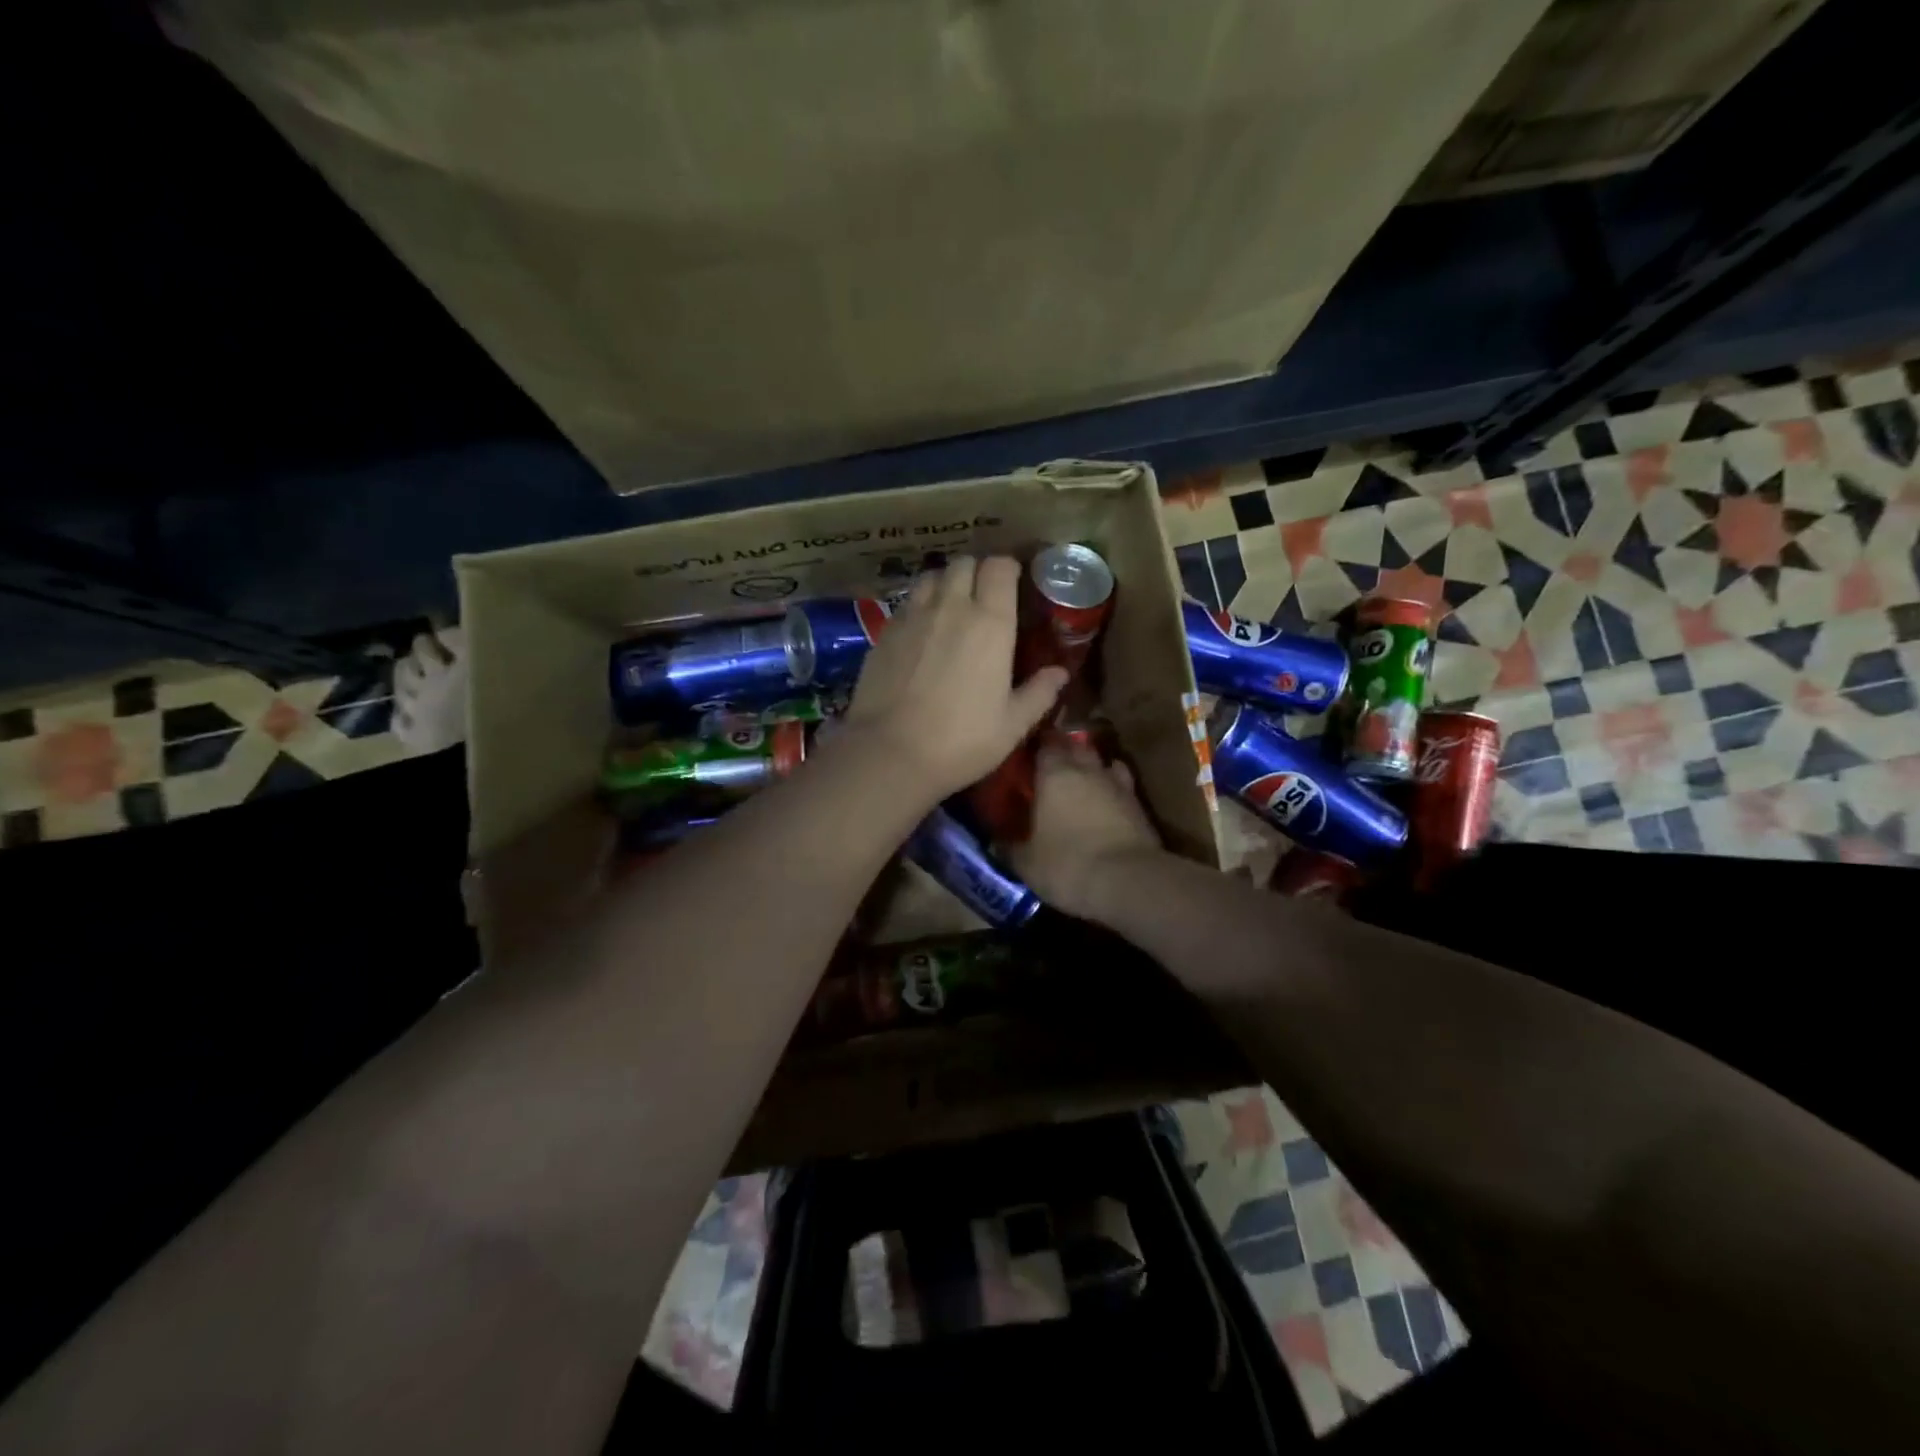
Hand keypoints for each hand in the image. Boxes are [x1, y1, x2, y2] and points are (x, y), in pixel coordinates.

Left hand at [839, 556, 1067, 803]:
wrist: (889, 753)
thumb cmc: (961, 740)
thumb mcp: (1012, 725)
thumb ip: (1039, 693)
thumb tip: (1060, 673)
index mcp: (990, 623)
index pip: (999, 567)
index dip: (1007, 568)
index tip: (1014, 582)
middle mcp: (951, 607)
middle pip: (963, 563)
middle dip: (977, 571)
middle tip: (984, 595)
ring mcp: (912, 616)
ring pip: (931, 577)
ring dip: (945, 583)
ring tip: (951, 607)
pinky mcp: (884, 632)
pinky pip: (907, 602)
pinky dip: (919, 605)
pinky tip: (922, 632)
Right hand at [1009, 742, 1165, 919]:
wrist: (1128, 881)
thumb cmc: (1067, 864)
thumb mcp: (1026, 862)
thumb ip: (1010, 847)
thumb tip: (997, 843)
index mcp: (1054, 773)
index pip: (1044, 744)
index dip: (1036, 747)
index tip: (1027, 756)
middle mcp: (1087, 769)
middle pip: (1077, 747)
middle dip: (1066, 752)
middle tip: (1052, 768)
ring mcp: (1118, 784)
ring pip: (1103, 763)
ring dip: (1093, 769)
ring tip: (1081, 782)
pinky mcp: (1140, 804)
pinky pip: (1122, 786)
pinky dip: (1113, 790)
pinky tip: (1106, 803)